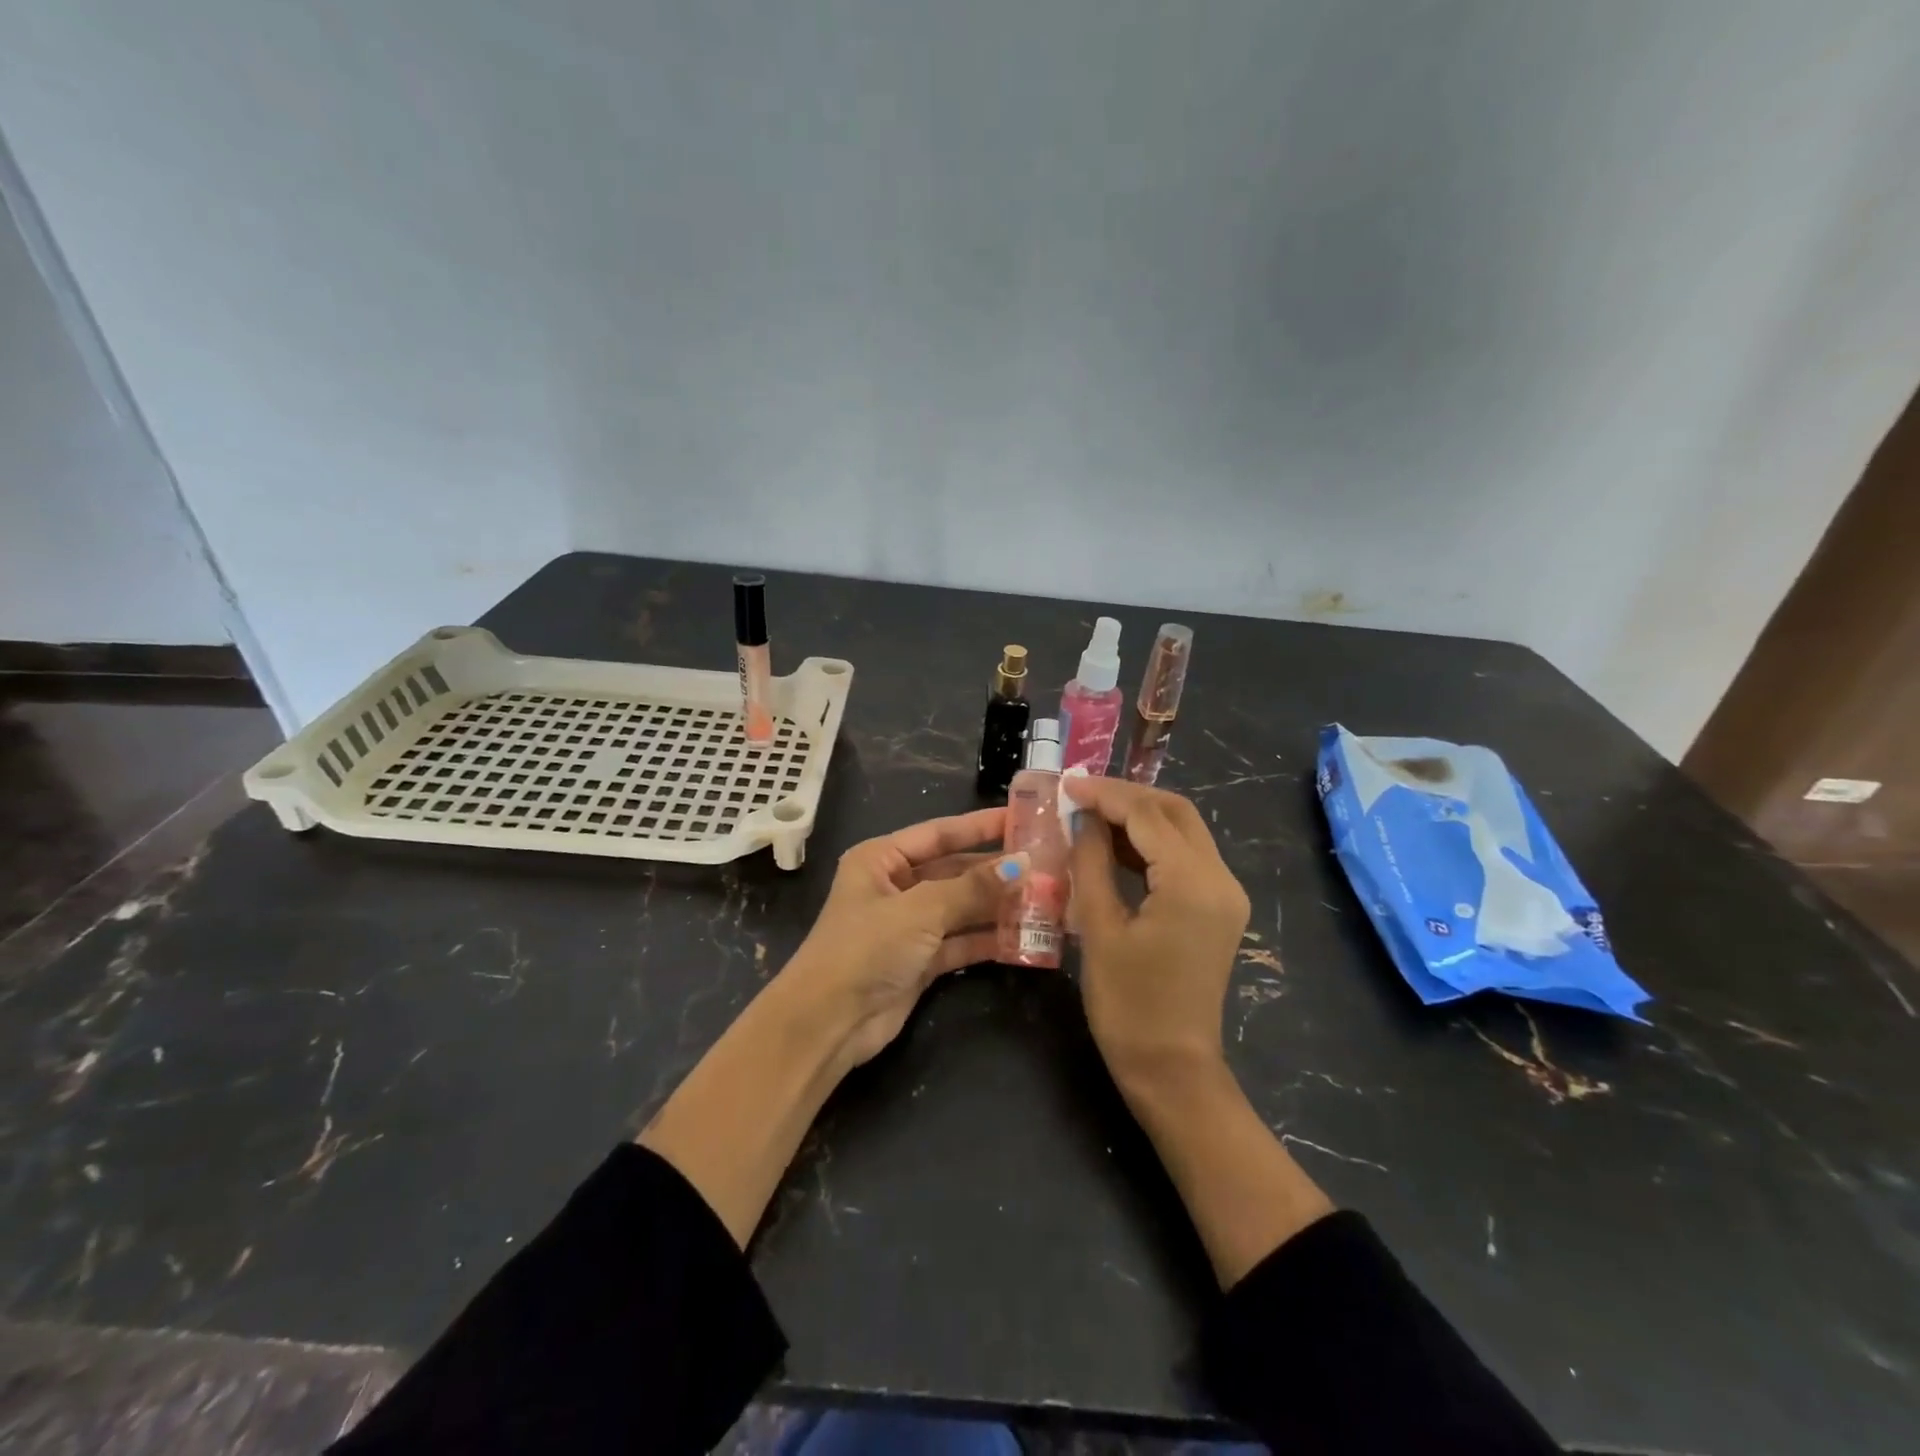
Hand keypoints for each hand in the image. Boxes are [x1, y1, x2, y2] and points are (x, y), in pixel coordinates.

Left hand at [785, 807, 1022, 1066]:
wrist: (828, 1023)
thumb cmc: (866, 948)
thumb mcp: (920, 910)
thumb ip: (973, 887)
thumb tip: (1024, 864)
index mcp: (881, 859)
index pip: (939, 833)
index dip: (981, 825)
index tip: (1023, 818)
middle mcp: (895, 886)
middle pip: (954, 870)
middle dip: (996, 870)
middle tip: (1047, 864)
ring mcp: (908, 925)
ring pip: (962, 907)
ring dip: (998, 905)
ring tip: (1046, 898)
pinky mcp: (920, 961)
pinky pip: (961, 941)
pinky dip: (988, 939)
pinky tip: (1025, 936)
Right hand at [1065, 777, 1250, 1082]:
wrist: (1172, 1069)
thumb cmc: (1128, 1005)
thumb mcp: (1100, 928)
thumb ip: (1091, 863)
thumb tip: (1081, 818)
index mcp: (1192, 883)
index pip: (1147, 815)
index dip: (1104, 795)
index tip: (1066, 784)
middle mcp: (1220, 878)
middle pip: (1175, 812)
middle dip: (1127, 796)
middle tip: (1080, 795)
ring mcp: (1225, 894)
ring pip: (1184, 830)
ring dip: (1139, 816)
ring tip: (1090, 813)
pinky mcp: (1219, 908)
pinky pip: (1186, 857)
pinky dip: (1151, 843)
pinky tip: (1114, 845)